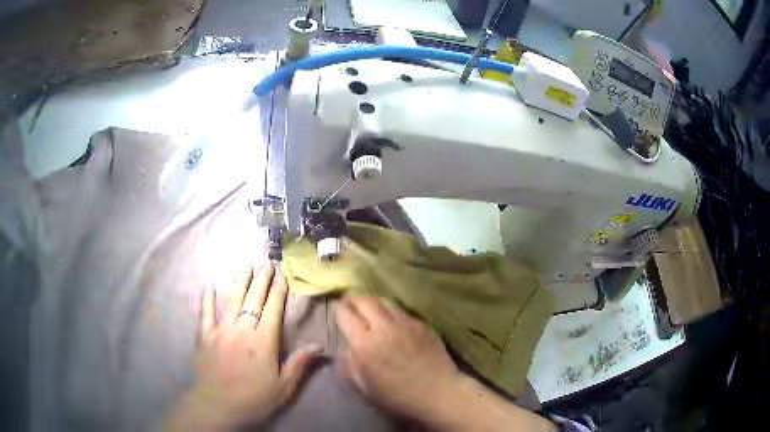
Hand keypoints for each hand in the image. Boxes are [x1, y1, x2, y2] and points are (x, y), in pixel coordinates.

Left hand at [166, 264, 321, 429]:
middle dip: (261, 280)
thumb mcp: (283, 387)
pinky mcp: (204, 335)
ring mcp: (221, 330)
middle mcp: (242, 329)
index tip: (281, 276)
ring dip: (239, 282)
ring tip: (244, 267)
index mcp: (263, 341)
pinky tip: (208, 286)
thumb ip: (299, 364)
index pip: (273, 310)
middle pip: (253, 299)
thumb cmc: (254, 398)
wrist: (218, 405)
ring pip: (231, 300)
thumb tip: (319, 346)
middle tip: (265, 263)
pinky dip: (206, 299)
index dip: (277, 292)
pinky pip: (205, 313)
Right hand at [335, 296, 462, 419]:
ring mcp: (405, 323)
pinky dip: (392, 313)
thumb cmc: (397, 397)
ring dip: (373, 304)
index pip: (345, 315)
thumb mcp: (365, 387)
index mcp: (365, 345)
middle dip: (354, 300)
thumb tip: (344, 350)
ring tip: (371, 311)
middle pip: (364, 301)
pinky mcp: (422, 324)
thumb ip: (349, 366)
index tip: (336, 309)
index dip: (338, 310)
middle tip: (350, 304)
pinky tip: (393, 323)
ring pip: (384, 302)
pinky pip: (402, 312)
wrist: (438, 392)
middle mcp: (384, 328)